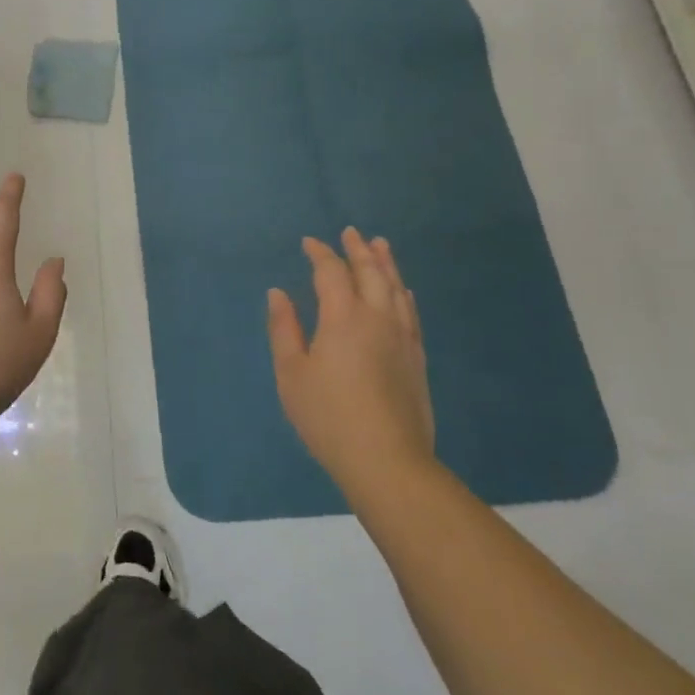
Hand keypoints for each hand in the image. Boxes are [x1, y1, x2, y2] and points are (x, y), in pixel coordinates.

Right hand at [267, 228, 436, 487]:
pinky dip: (403, 293)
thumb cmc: (328, 416)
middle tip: (351, 232)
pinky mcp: (417, 358)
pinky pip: (411, 312)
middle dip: (358, 250)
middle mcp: (377, 317)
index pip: (331, 272)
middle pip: (370, 272)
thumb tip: (278, 293)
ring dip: (386, 264)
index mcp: (343, 317)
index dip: (320, 254)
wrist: (387, 461)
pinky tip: (402, 291)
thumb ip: (284, 329)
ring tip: (380, 246)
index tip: (310, 243)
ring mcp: (402, 337)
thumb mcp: (292, 373)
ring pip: (395, 288)